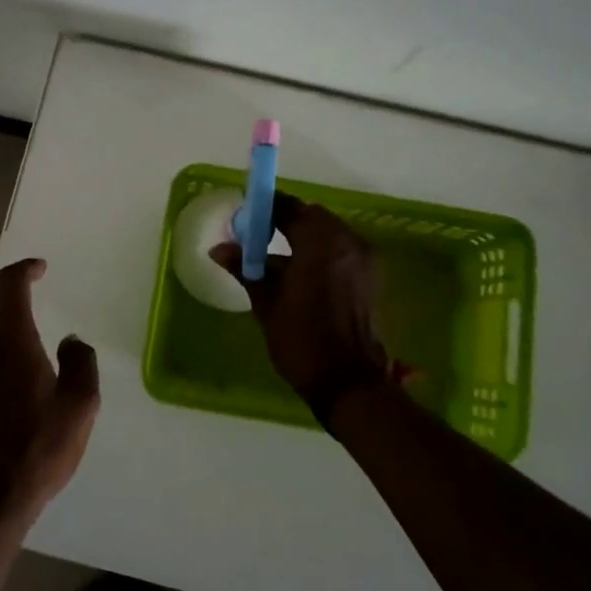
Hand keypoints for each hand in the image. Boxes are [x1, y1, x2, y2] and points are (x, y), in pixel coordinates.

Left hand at [0, 258, 99, 528]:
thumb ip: (80, 364)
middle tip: (21, 288)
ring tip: (5, 323)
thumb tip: (71, 341)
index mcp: (9, 340)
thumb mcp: (79, 409)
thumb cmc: (33, 453)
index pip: (9, 284)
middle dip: (0, 284)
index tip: (40, 269)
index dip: (24, 268)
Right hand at [212, 195, 401, 423]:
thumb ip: (246, 269)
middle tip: (258, 238)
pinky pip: (341, 249)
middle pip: (311, 216)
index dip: (265, 209)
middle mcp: (347, 242)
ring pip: (328, 232)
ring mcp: (363, 259)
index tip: (246, 218)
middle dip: (285, 221)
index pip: (289, 208)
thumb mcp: (266, 304)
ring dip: (303, 236)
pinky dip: (320, 252)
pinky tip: (300, 274)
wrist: (348, 383)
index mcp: (320, 243)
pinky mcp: (371, 276)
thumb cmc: (302, 342)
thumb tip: (219, 249)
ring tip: (277, 259)